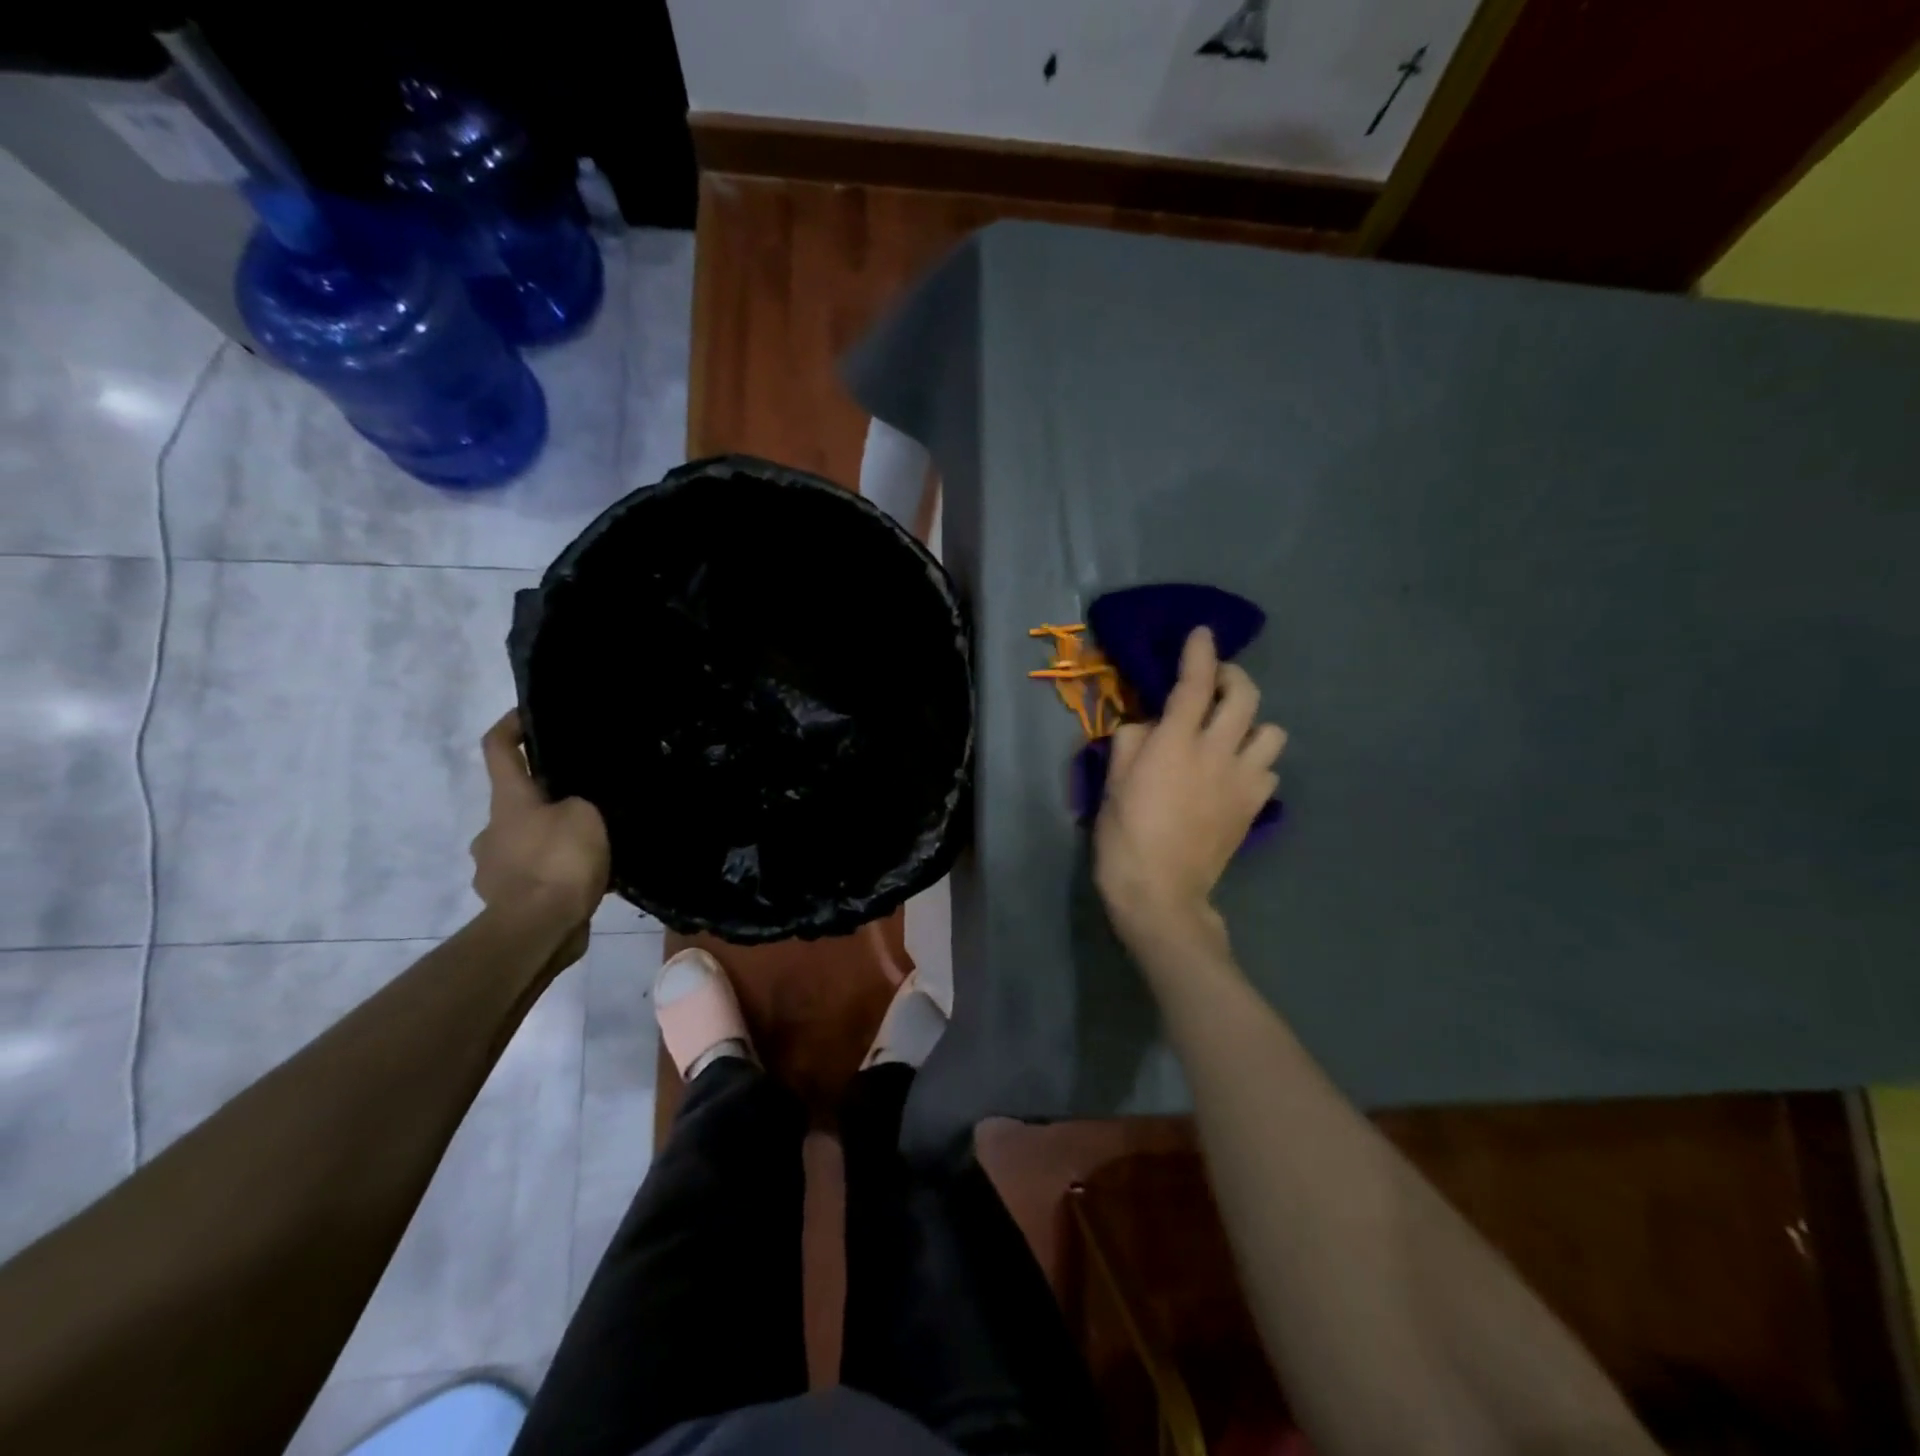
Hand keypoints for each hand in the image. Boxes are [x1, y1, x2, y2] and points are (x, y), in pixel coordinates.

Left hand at [471, 712, 609, 933]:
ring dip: (552, 840)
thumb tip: (577, 809)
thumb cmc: (559, 861)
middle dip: (547, 798)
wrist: (538, 930)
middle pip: (516, 801)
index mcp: (508, 801)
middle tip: (588, 800)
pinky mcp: (506, 902)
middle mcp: (492, 830)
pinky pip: (533, 877)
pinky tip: (584, 880)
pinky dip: (554, 874)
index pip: (497, 748)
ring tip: (593, 846)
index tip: (530, 714)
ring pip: (526, 842)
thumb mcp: (587, 815)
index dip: (511, 725)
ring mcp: (494, 869)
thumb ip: (582, 803)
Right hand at [1094, 628, 1286, 951]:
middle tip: (1214, 682)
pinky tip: (1235, 773)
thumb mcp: (1113, 781)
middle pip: (1245, 696)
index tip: (1202, 634)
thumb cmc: (1125, 835)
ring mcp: (1242, 780)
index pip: (1194, 683)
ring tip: (1230, 734)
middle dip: (1232, 677)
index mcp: (1176, 742)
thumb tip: (1149, 725)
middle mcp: (1217, 752)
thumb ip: (1132, 741)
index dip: (1199, 652)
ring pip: (1272, 732)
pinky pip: (1269, 771)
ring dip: (1251, 724)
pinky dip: (1255, 763)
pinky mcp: (1254, 807)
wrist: (1161, 891)